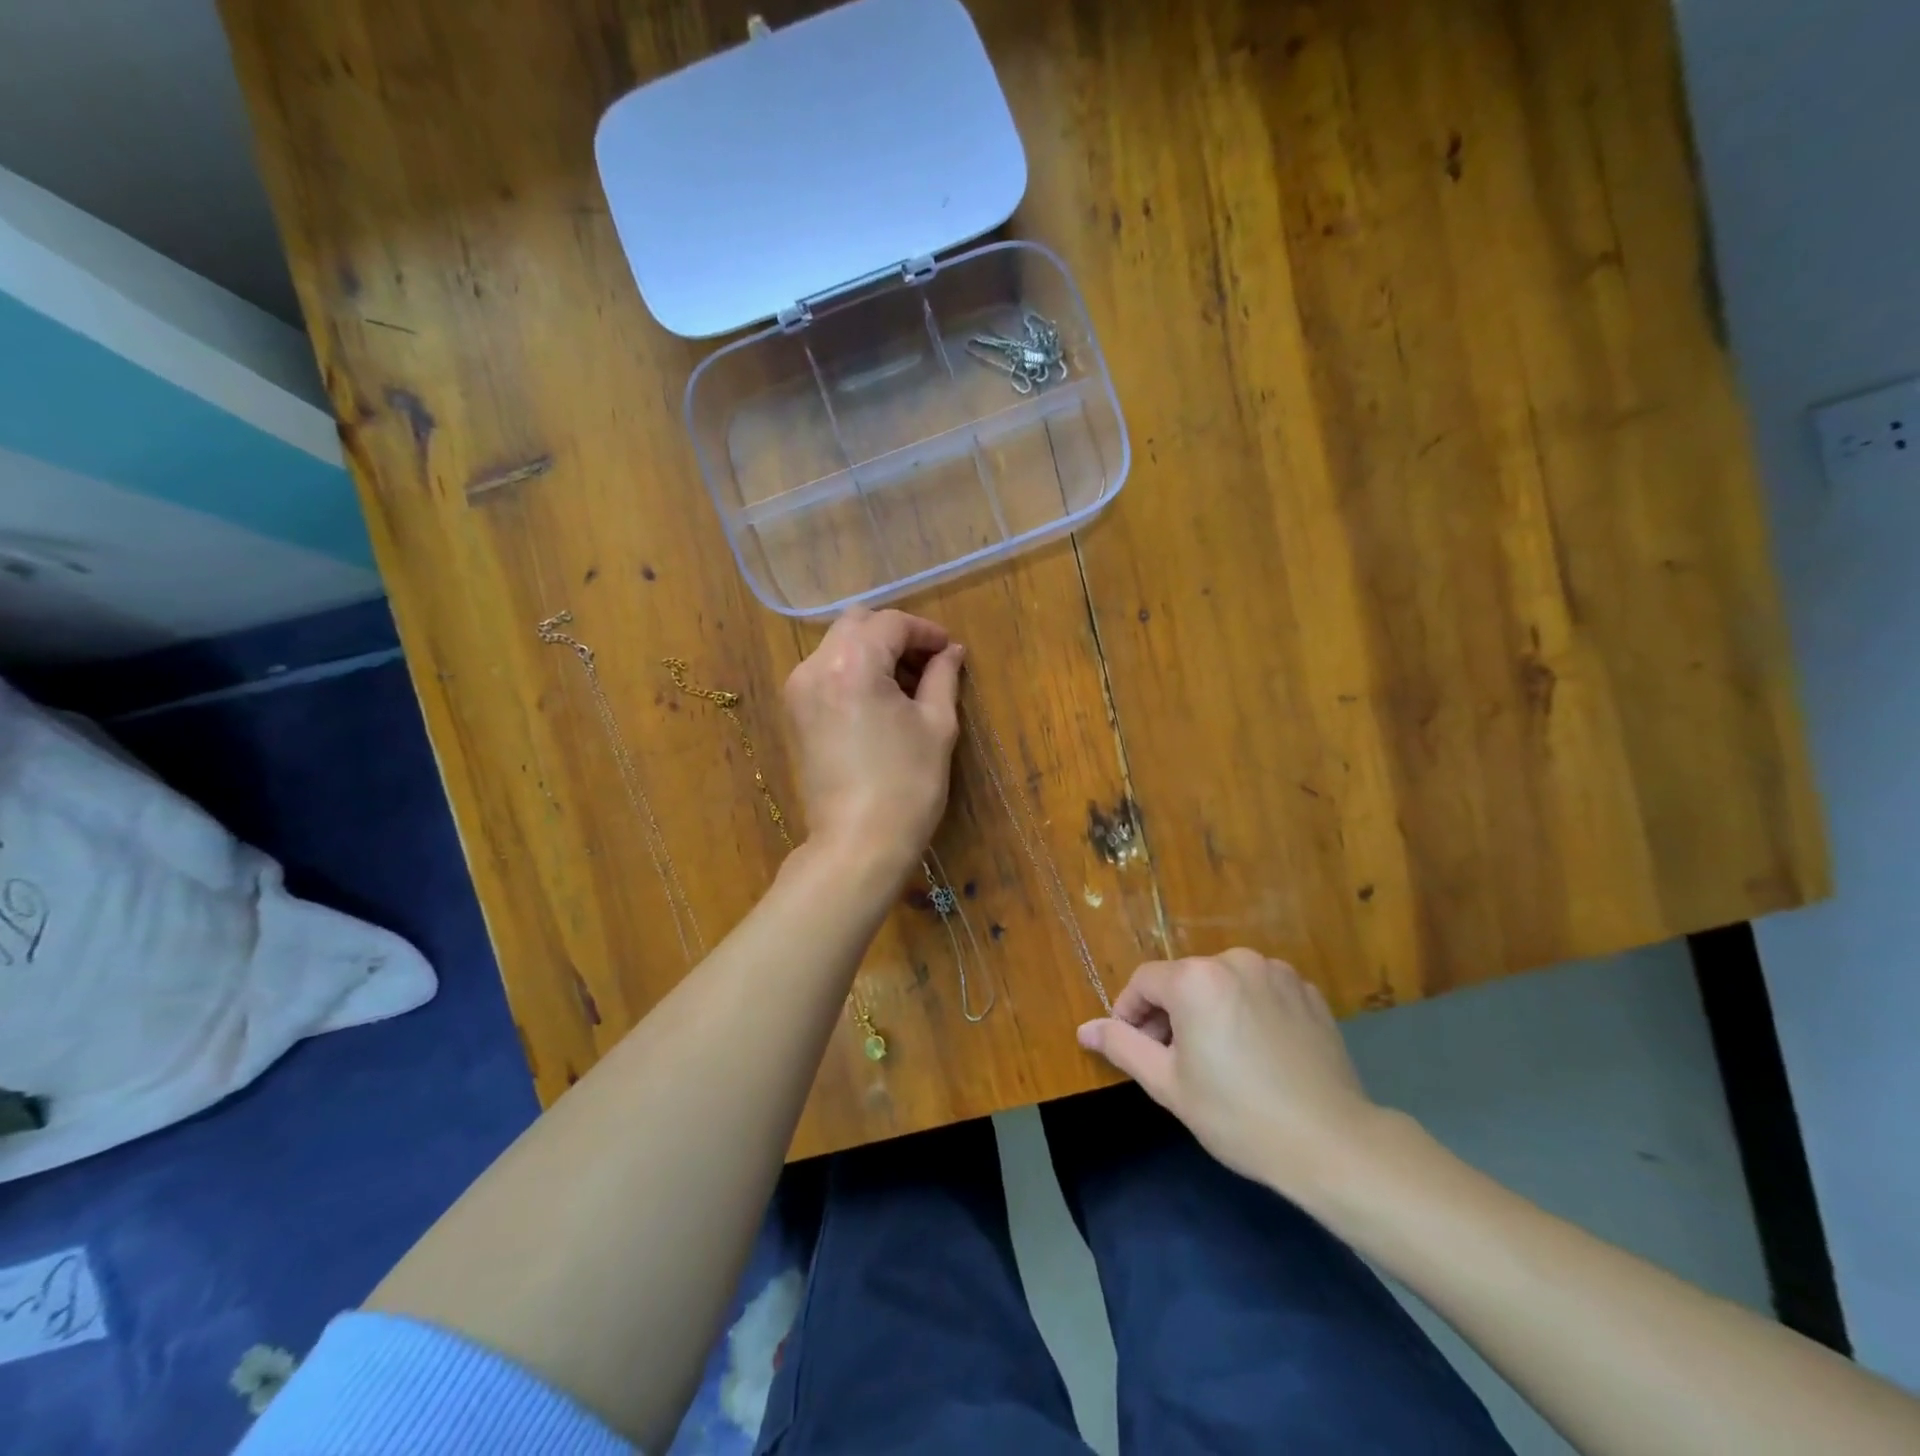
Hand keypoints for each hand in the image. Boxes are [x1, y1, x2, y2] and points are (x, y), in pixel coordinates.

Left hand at [784, 607, 963, 882]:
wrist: (858, 843)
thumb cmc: (907, 784)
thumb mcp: (937, 725)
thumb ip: (943, 677)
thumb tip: (950, 651)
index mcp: (853, 663)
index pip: (891, 623)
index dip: (925, 631)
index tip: (949, 650)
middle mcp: (816, 666)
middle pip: (857, 624)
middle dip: (895, 635)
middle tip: (928, 663)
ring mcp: (799, 689)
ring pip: (838, 645)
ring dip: (873, 651)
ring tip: (906, 684)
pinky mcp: (795, 713)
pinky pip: (826, 672)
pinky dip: (853, 671)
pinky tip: (880, 700)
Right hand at [1077, 949, 1386, 1200]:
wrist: (1333, 1144)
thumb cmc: (1238, 1116)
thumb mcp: (1168, 1084)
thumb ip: (1122, 1046)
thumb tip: (1084, 1028)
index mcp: (1196, 979)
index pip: (1144, 982)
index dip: (1131, 1014)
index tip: (1136, 1049)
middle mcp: (1234, 960)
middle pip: (1184, 980)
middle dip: (1170, 1014)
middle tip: (1176, 1062)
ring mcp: (1276, 972)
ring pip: (1221, 984)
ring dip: (1208, 1010)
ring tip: (1219, 1059)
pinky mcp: (1307, 991)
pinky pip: (1259, 991)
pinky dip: (1247, 1011)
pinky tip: (1258, 1054)